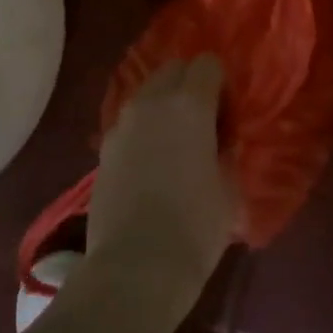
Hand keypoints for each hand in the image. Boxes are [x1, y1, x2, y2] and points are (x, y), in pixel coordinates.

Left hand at [87, 55, 239, 308]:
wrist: (135, 268)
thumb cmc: (195, 226)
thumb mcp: (229, 187)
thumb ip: (227, 152)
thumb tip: (222, 141)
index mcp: (190, 104)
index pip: (208, 64)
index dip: (221, 84)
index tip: (228, 114)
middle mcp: (152, 102)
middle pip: (174, 69)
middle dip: (190, 84)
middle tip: (204, 121)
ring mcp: (123, 124)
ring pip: (148, 94)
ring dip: (165, 105)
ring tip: (176, 142)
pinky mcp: (104, 149)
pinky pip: (130, 122)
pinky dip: (144, 129)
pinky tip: (153, 162)